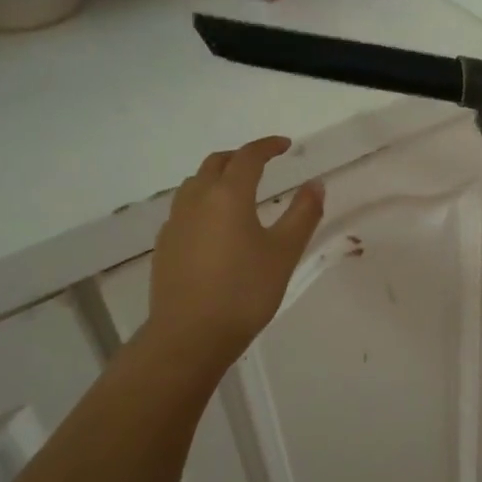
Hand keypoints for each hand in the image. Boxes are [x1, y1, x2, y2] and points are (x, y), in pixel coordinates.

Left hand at [143, 137, 324, 370]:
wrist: (190, 336)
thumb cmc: (245, 291)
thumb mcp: (284, 252)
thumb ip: (303, 213)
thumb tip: (315, 183)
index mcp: (228, 195)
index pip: (248, 157)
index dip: (268, 146)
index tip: (286, 145)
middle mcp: (196, 199)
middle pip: (216, 163)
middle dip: (240, 157)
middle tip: (263, 164)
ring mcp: (175, 222)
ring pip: (195, 184)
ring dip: (218, 177)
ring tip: (239, 191)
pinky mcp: (165, 245)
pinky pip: (185, 209)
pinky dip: (203, 202)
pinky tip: (216, 226)